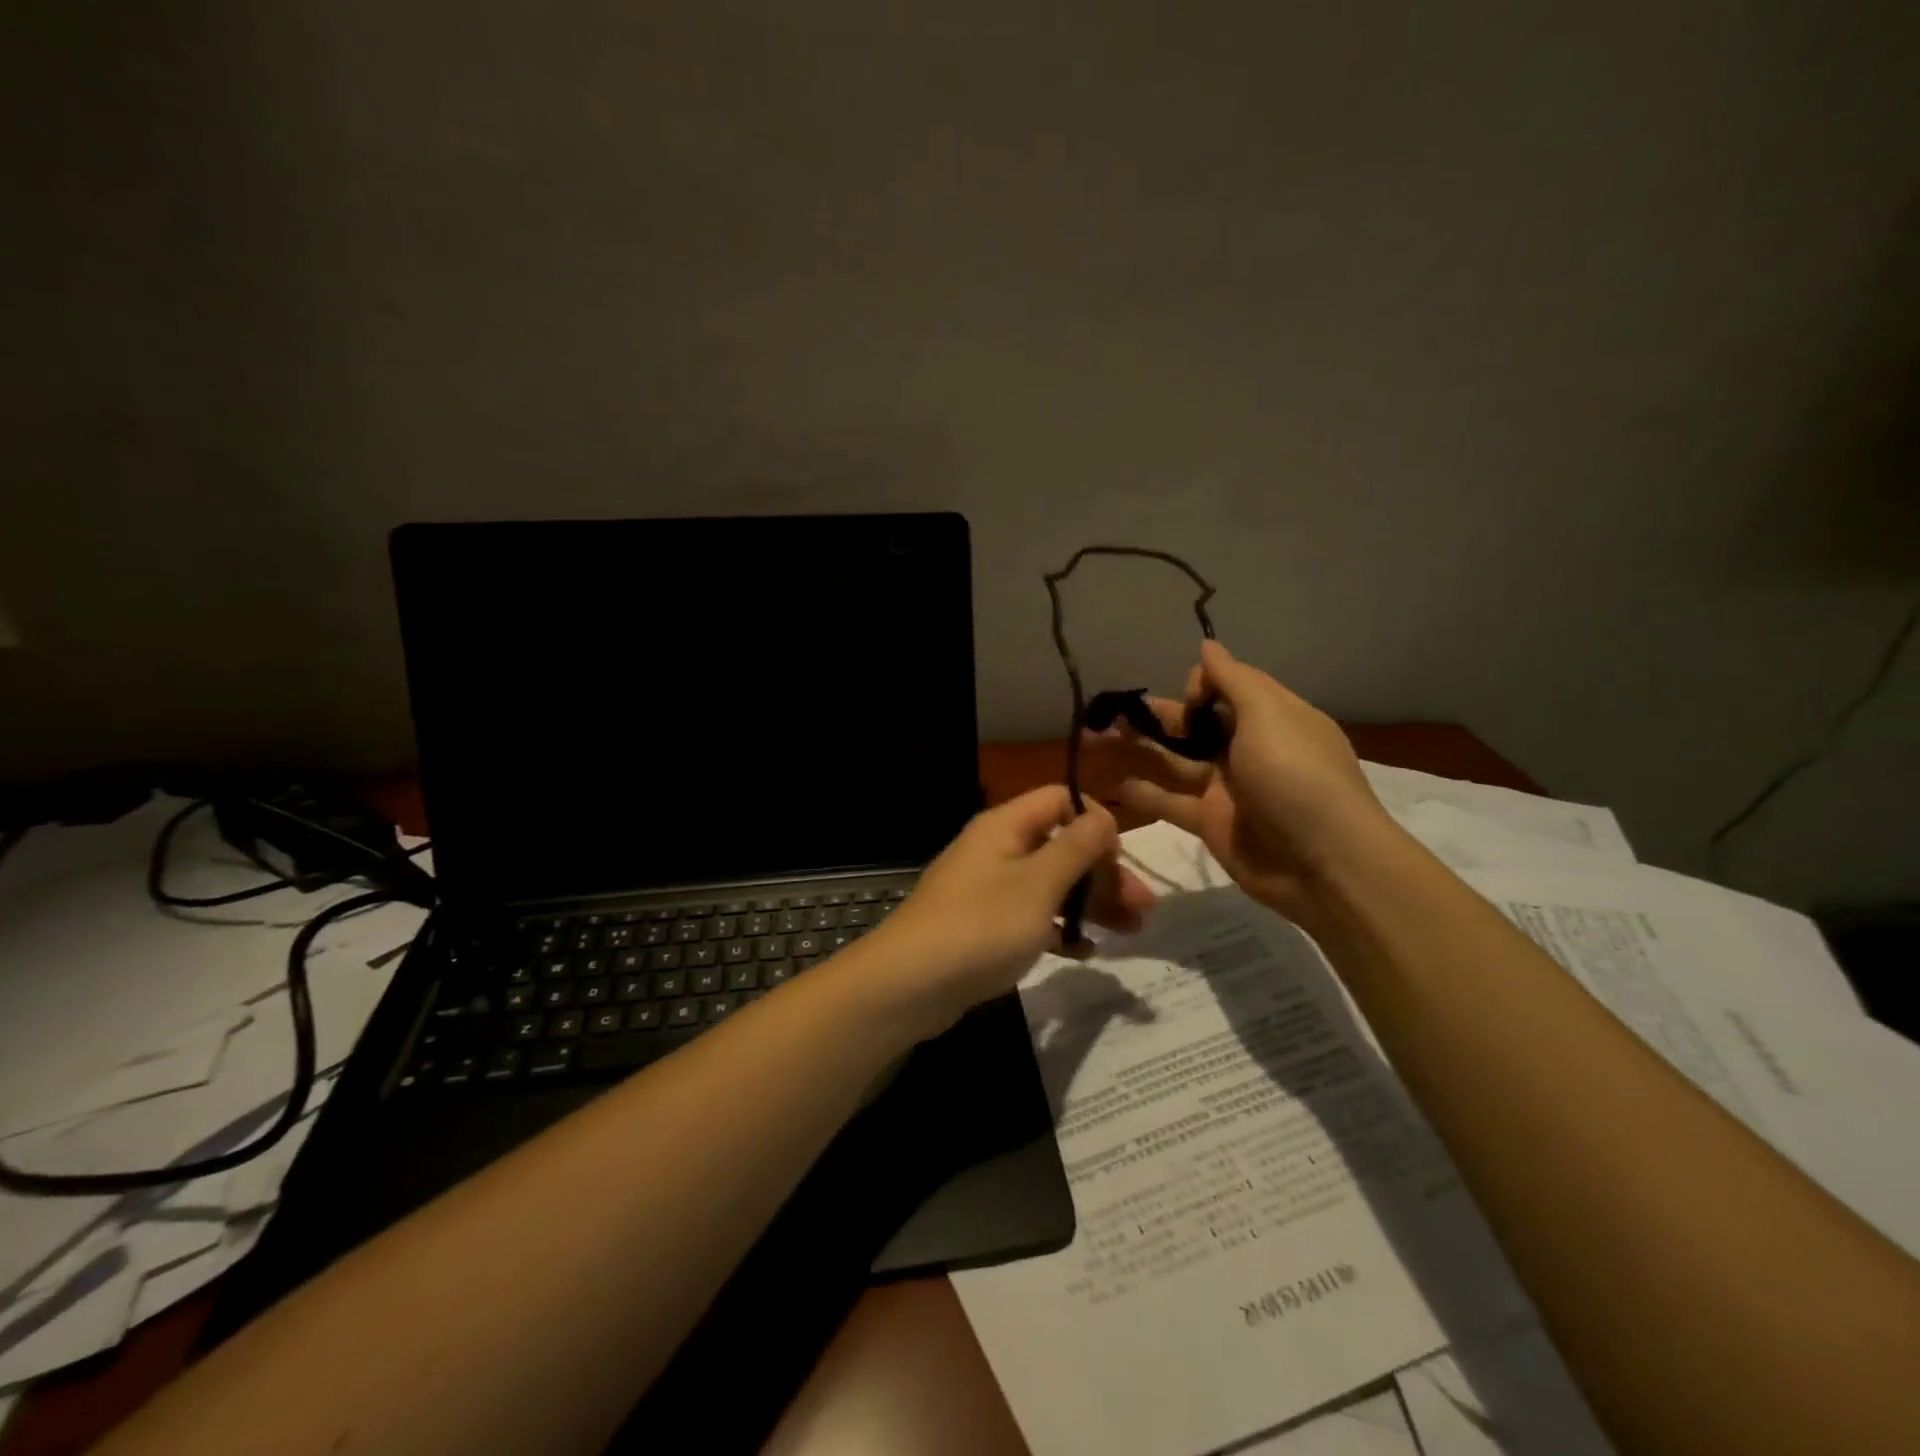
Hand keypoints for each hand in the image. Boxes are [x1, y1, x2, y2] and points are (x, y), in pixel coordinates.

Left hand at [851, 787, 1154, 1037]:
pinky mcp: (984, 926)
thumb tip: (1103, 816)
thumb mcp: (1038, 884)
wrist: (909, 985)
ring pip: (1050, 885)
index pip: (1060, 800)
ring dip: (1090, 903)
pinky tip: (1085, 953)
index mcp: (1006, 826)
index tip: (1121, 859)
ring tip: (1130, 932)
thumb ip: (1076, 848)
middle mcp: (996, 850)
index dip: (1095, 822)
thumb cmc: (980, 925)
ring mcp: (988, 889)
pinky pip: (1031, 917)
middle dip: (1103, 873)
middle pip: (1060, 846)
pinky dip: (1058, 930)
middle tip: (1143, 910)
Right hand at [1097, 640, 1402, 922]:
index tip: (1189, 699)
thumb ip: (1233, 680)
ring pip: (1174, 760)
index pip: (1228, 686)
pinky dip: (1141, 792)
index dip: (1201, 684)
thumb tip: (1207, 646)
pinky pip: (1169, 800)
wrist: (1323, 863)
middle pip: (1194, 724)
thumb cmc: (1296, 776)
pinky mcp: (1210, 821)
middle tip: (1108, 710)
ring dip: (1137, 748)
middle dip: (1155, 715)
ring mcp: (1226, 787)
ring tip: (1094, 737)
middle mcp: (1247, 747)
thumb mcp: (1270, 715)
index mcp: (1271, 716)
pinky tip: (1107, 783)